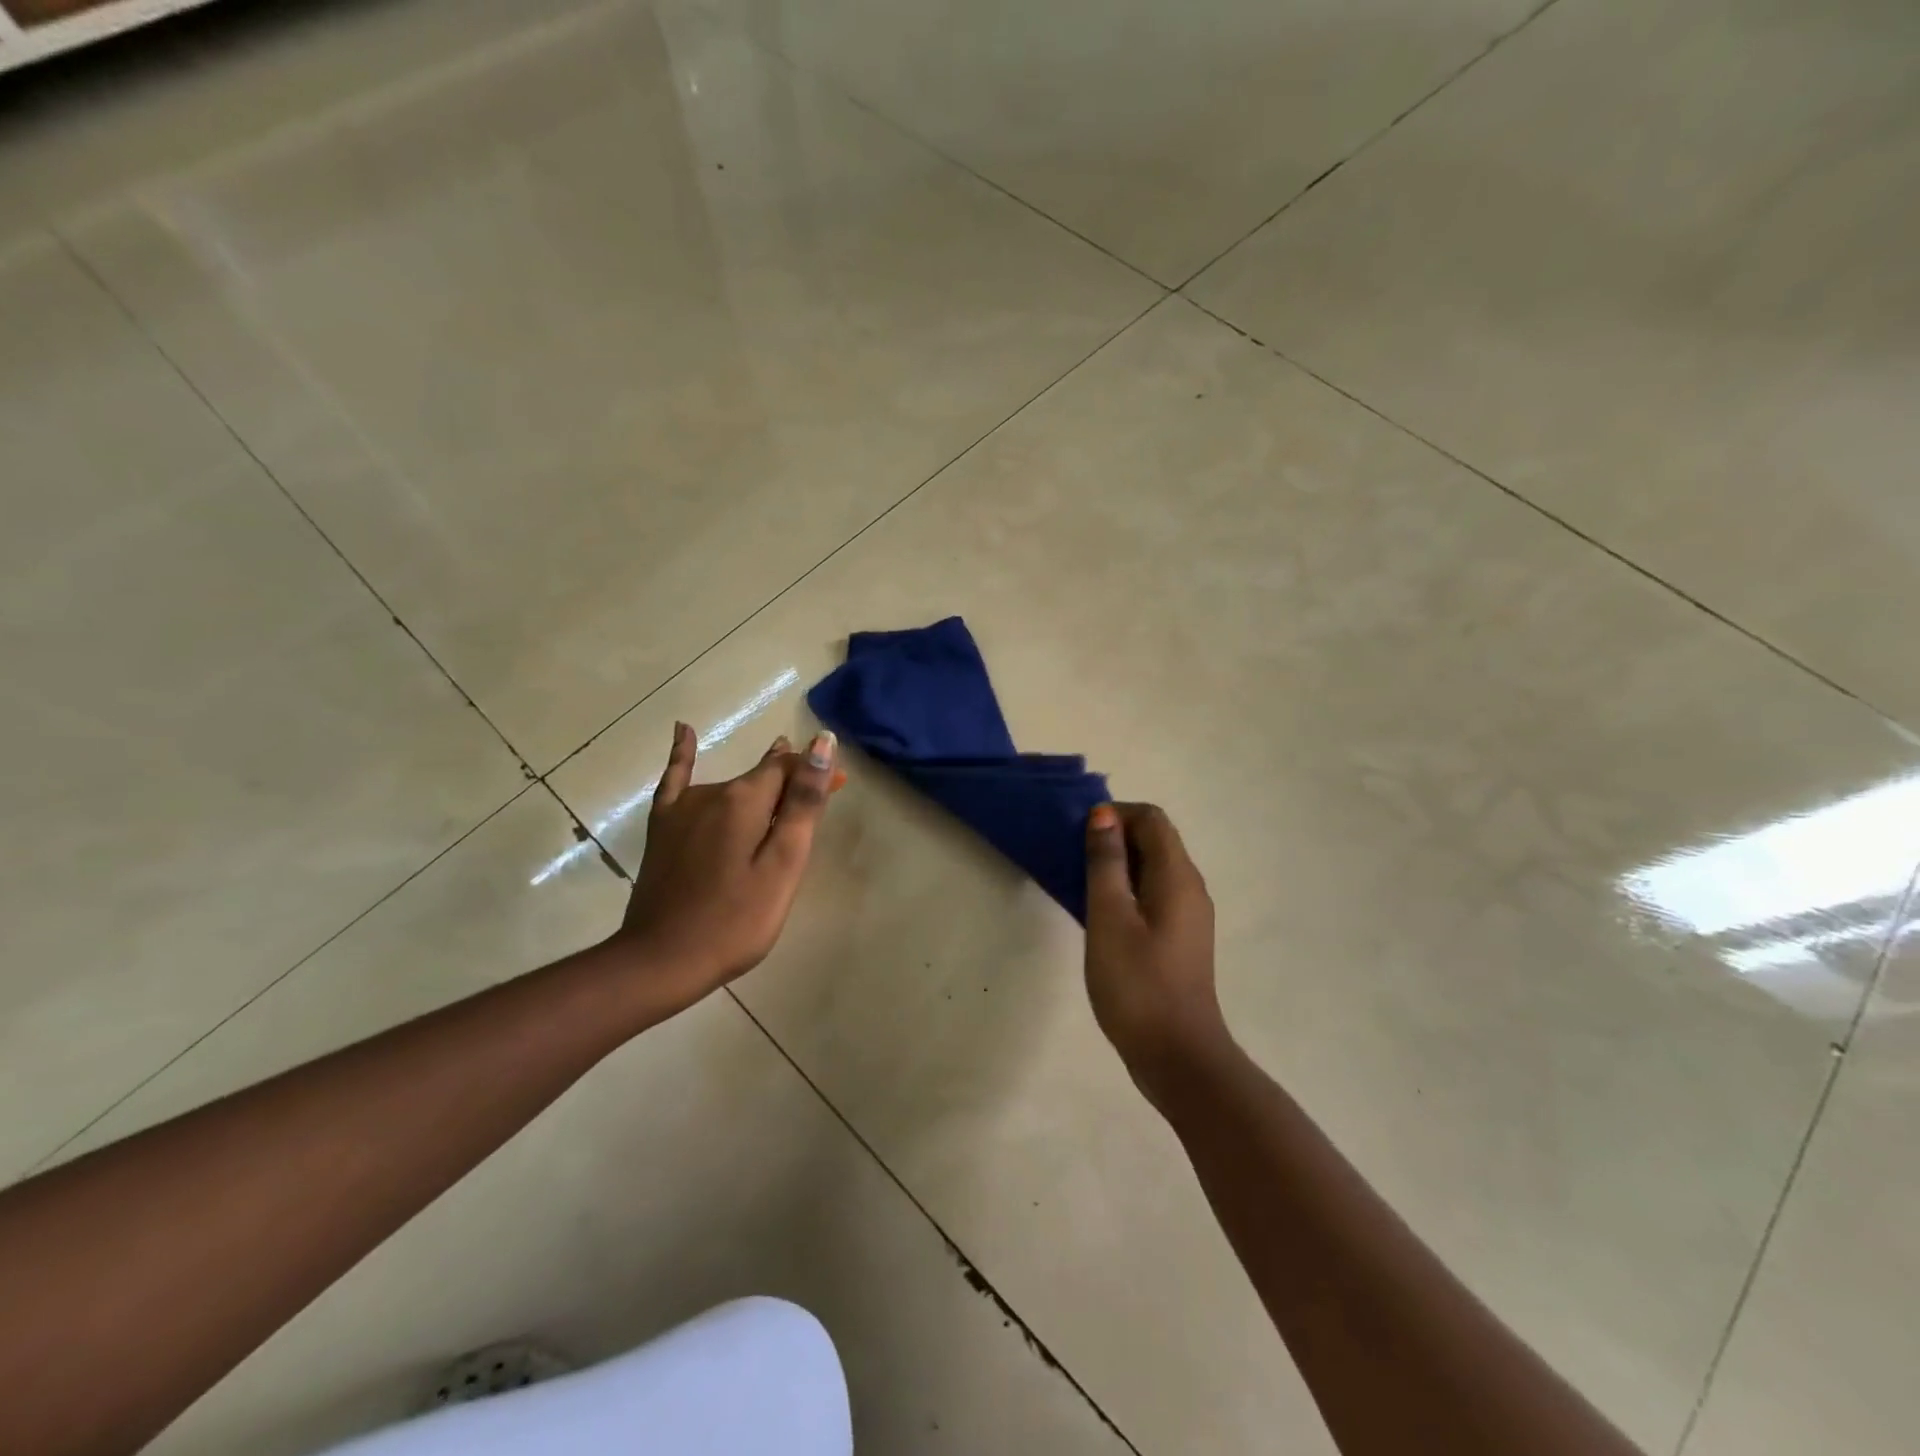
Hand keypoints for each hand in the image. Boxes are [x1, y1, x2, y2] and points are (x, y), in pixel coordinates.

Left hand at [613, 721, 839, 1008]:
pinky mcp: (663, 828)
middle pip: (762, 777)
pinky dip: (682, 755)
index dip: (814, 774)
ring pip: (731, 786)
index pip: (788, 767)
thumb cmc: (736, 920)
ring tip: (779, 798)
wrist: (662, 960)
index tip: (836, 789)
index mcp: (745, 800)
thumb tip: (822, 743)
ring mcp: (682, 809)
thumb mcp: (783, 865)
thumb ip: (803, 803)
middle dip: (790, 784)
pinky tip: (683, 731)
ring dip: (759, 787)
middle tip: (813, 806)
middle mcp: (713, 793)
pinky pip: (675, 780)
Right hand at [1084, 802, 1229, 1100]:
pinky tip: (1099, 915)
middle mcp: (1190, 888)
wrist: (1176, 1056)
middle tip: (1073, 858)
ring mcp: (1188, 916)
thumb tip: (1104, 816)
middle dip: (1114, 838)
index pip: (1152, 819)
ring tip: (1079, 885)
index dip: (1115, 815)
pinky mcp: (1180, 939)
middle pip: (1155, 840)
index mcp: (1178, 877)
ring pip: (1152, 869)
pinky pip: (1153, 895)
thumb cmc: (1137, 984)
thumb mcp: (1110, 917)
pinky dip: (1126, 891)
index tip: (1079, 835)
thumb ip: (1106, 863)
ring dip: (1117, 865)